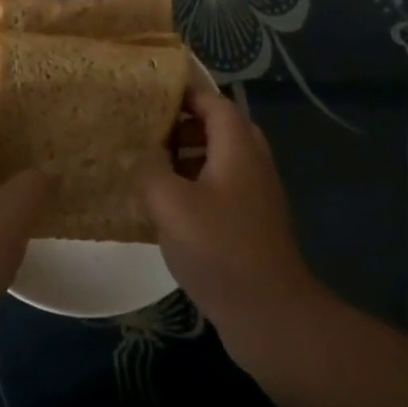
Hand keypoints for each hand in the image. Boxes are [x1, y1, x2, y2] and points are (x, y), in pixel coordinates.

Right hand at [142, 91, 321, 364]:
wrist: (268, 312)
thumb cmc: (218, 247)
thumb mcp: (170, 203)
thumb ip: (150, 169)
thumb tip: (139, 152)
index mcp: (238, 147)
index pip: (214, 102)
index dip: (185, 94)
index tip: (150, 95)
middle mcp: (253, 163)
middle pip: (220, 128)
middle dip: (185, 125)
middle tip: (149, 131)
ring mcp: (256, 195)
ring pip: (221, 159)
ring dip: (189, 156)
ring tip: (152, 166)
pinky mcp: (252, 223)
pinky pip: (223, 187)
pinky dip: (197, 184)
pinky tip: (169, 206)